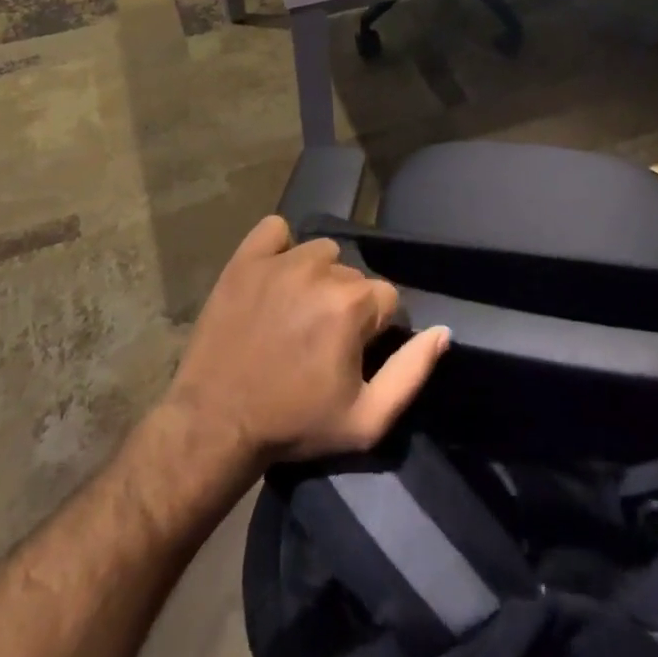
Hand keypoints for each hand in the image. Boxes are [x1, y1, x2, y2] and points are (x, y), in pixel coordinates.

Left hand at [168, 215, 450, 464]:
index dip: (376, 330)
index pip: (388, 299)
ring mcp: (281, 260)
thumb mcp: (366, 420)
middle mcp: (322, 270)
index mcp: (353, 304)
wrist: (214, 425)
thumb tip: (443, 332)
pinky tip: (274, 279)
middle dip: (347, 306)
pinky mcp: (245, 259)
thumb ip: (413, 372)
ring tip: (296, 314)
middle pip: (354, 278)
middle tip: (319, 343)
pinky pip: (275, 231)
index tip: (352, 356)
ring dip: (318, 278)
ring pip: (321, 254)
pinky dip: (279, 249)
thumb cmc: (295, 424)